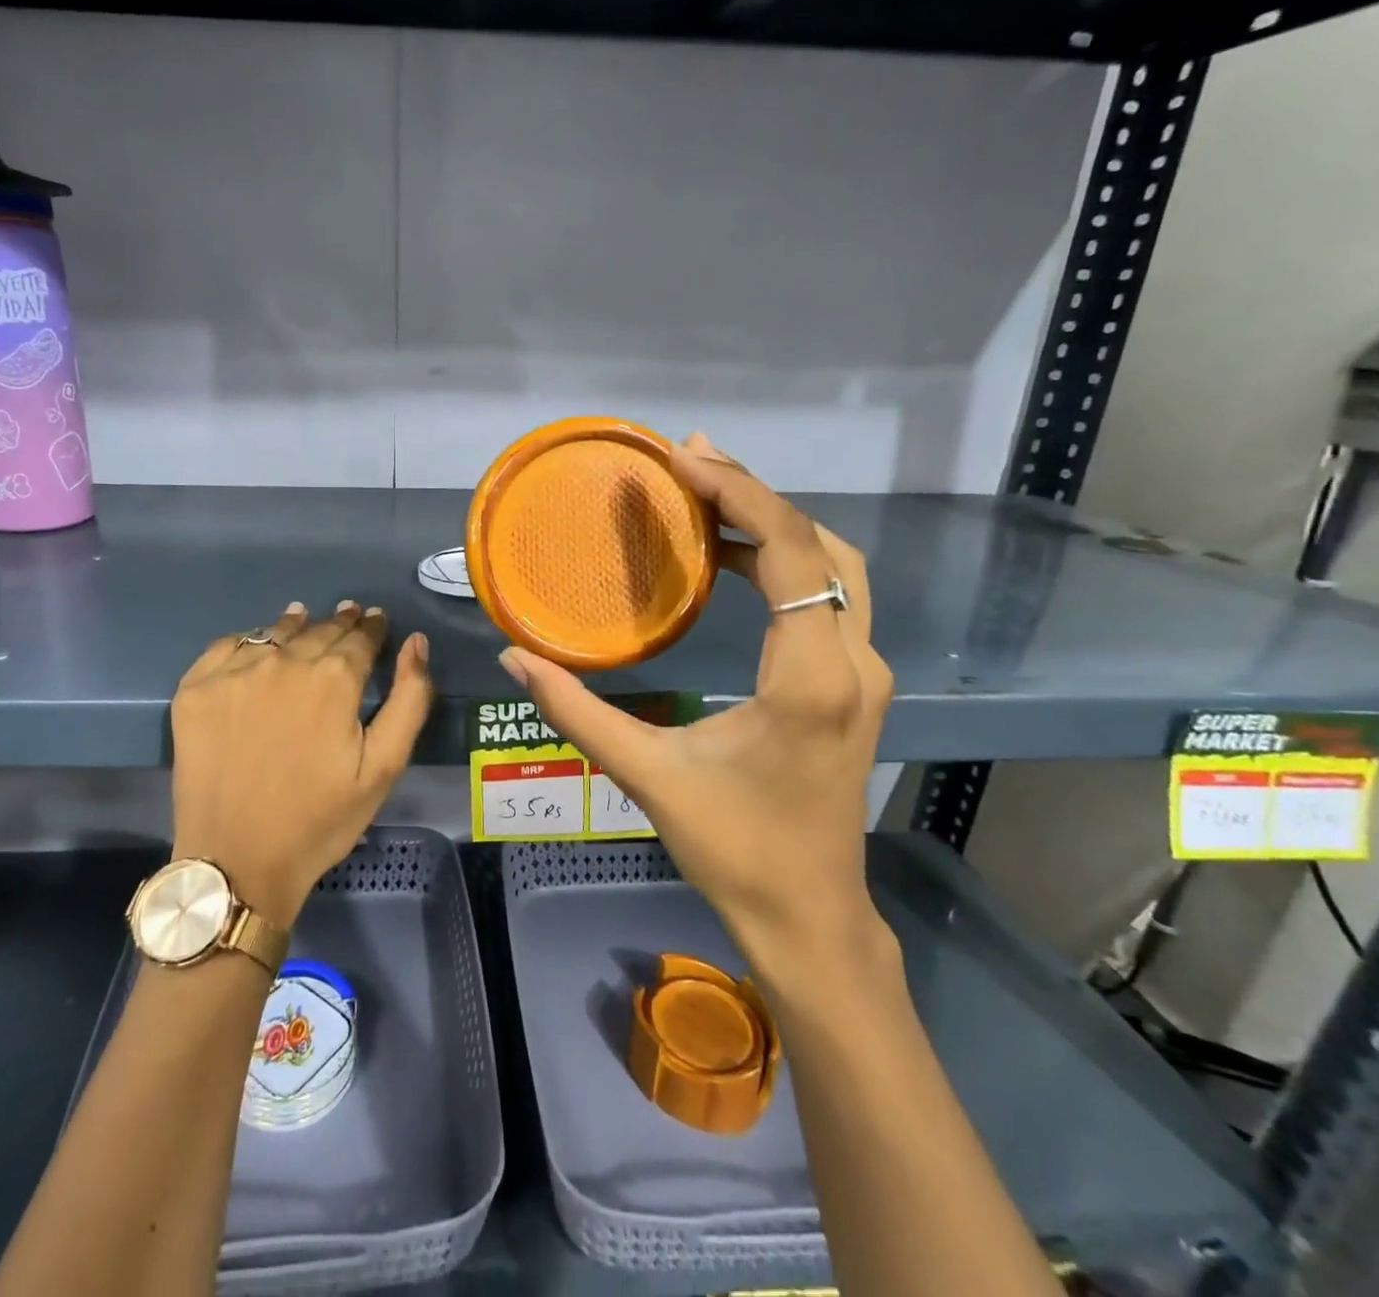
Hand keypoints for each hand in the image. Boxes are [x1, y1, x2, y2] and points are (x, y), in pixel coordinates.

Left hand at [170, 601, 433, 927]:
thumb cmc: (320, 819)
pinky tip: (257, 647)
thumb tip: (415, 642)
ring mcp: (234, 673)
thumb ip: (409, 699)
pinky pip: (228, 646)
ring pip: (274, 632)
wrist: (237, 862)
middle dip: (339, 623)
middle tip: (349, 615)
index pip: (360, 638)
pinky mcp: (195, 689)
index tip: (375, 619)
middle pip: (319, 630)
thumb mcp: (384, 767)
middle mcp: (284, 662)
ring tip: (305, 618)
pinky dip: (249, 641)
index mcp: (334, 679)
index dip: (371, 627)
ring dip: (296, 625)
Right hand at [498, 434, 892, 989]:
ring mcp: (865, 674)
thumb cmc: (734, 850)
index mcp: (808, 679)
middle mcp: (853, 663)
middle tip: (689, 465)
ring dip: (776, 526)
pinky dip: (788, 563)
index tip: (684, 460)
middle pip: (821, 545)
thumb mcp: (648, 776)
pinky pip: (830, 600)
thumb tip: (513, 658)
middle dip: (756, 496)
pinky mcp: (857, 687)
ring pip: (834, 569)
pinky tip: (734, 562)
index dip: (741, 495)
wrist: (810, 918)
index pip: (790, 553)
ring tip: (707, 500)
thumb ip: (576, 711)